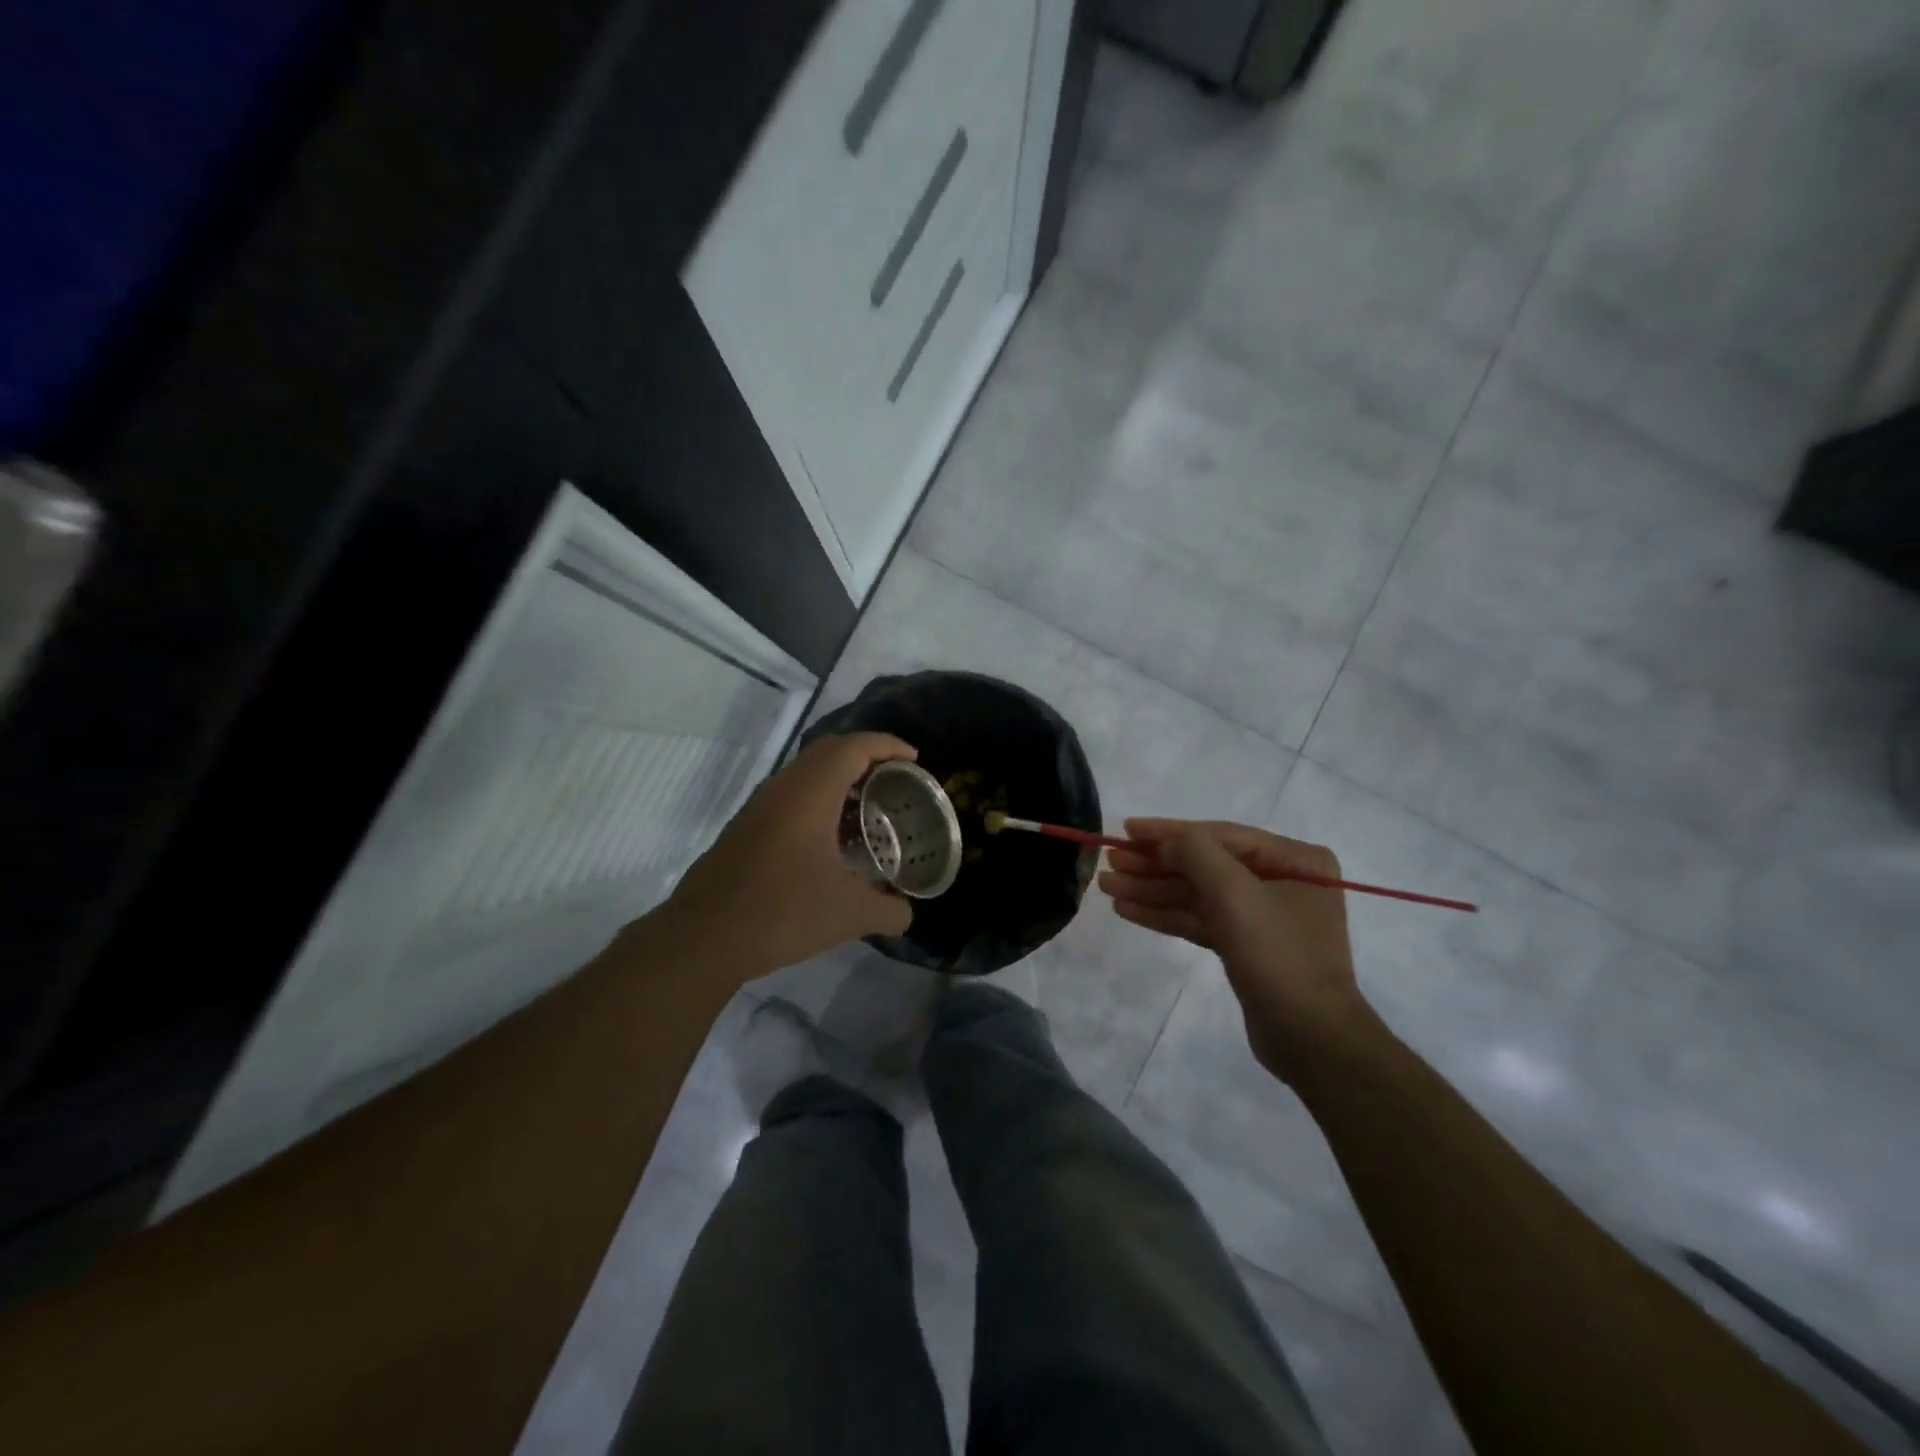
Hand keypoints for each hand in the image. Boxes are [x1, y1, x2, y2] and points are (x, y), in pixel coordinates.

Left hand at [662, 733, 917, 982]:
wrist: (702, 939)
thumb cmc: (781, 912)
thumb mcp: (849, 914)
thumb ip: (888, 910)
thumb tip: (906, 912)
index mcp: (809, 793)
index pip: (854, 747)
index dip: (888, 746)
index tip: (915, 760)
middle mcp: (782, 788)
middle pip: (829, 751)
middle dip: (867, 757)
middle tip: (896, 780)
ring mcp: (759, 807)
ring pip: (806, 774)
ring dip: (840, 780)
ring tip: (870, 808)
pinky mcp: (746, 828)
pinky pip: (791, 796)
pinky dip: (820, 801)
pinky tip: (833, 840)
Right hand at [1099, 819, 1371, 1081]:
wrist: (1311, 1038)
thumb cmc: (1278, 955)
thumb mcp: (1235, 894)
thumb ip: (1196, 853)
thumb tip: (1165, 839)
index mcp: (1294, 859)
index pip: (1219, 835)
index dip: (1168, 832)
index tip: (1125, 829)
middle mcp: (1281, 880)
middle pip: (1205, 864)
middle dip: (1155, 864)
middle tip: (1109, 862)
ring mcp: (1263, 916)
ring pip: (1198, 894)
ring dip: (1153, 890)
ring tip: (1108, 886)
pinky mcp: (1246, 946)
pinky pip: (1201, 920)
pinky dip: (1166, 915)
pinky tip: (1129, 910)